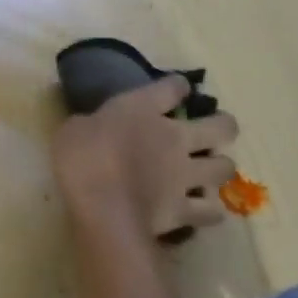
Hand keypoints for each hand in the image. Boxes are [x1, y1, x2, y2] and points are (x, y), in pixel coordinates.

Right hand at [51, 76, 239, 239]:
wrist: (101, 209)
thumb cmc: (80, 161)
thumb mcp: (72, 130)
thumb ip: (91, 124)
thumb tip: (93, 124)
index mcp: (143, 110)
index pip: (174, 87)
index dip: (178, 87)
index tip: (175, 90)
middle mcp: (174, 138)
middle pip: (222, 126)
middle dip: (222, 127)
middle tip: (211, 132)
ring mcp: (185, 175)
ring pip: (225, 168)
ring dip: (218, 168)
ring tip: (207, 174)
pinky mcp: (185, 209)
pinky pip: (211, 211)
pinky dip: (209, 210)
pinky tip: (203, 210)